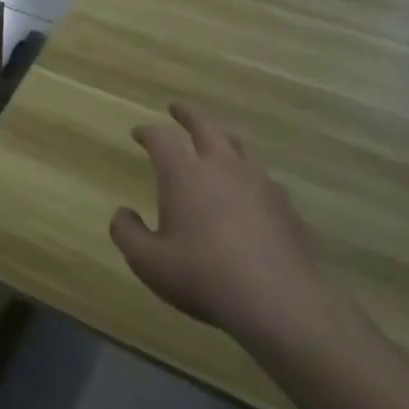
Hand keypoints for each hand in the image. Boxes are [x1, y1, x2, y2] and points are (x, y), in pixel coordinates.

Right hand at [110, 104, 334, 343]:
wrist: (277, 301)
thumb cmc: (202, 276)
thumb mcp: (148, 261)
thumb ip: (127, 233)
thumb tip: (122, 213)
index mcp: (183, 173)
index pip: (160, 139)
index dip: (147, 133)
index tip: (138, 133)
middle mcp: (221, 166)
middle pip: (204, 127)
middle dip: (187, 115)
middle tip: (177, 108)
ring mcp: (258, 182)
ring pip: (238, 146)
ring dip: (222, 138)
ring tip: (217, 140)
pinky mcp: (285, 205)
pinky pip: (263, 177)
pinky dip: (248, 174)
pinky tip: (249, 190)